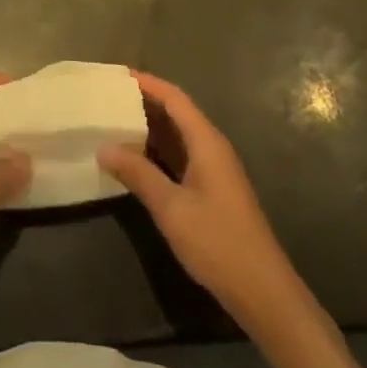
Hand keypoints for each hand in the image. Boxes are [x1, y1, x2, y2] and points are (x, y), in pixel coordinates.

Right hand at [98, 72, 304, 328]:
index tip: (117, 75)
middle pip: (176, 113)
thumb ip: (138, 174)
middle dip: (144, 102)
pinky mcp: (211, 190)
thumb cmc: (218, 242)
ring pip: (177, 136)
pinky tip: (134, 160)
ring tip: (113, 122)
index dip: (147, 83)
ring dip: (149, 128)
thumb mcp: (171, 208)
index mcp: (206, 141)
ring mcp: (213, 170)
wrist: (263, 292)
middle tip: (108, 98)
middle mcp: (212, 148)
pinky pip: (180, 157)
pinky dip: (157, 152)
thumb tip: (103, 147)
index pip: (174, 98)